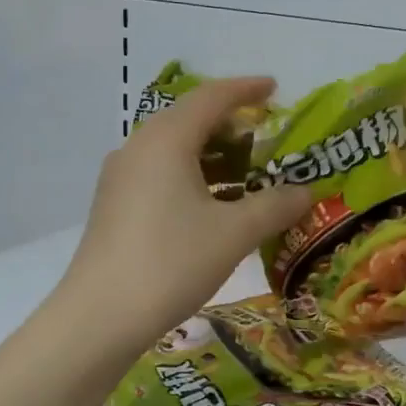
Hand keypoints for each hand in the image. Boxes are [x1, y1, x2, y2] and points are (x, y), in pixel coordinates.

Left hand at [61, 77, 310, 344]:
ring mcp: (121, 177)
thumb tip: (306, 192)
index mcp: (166, 140)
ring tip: (246, 171)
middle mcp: (139, 147)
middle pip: (189, 119)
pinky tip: (213, 203)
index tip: (274, 88)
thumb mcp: (234, 233)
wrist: (100, 316)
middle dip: (230, 123)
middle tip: (266, 135)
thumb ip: (275, 206)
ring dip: (212, 153)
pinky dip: (192, 174)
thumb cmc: (172, 262)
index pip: (211, 98)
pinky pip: (160, 172)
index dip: (246, 89)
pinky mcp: (114, 204)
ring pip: (173, 148)